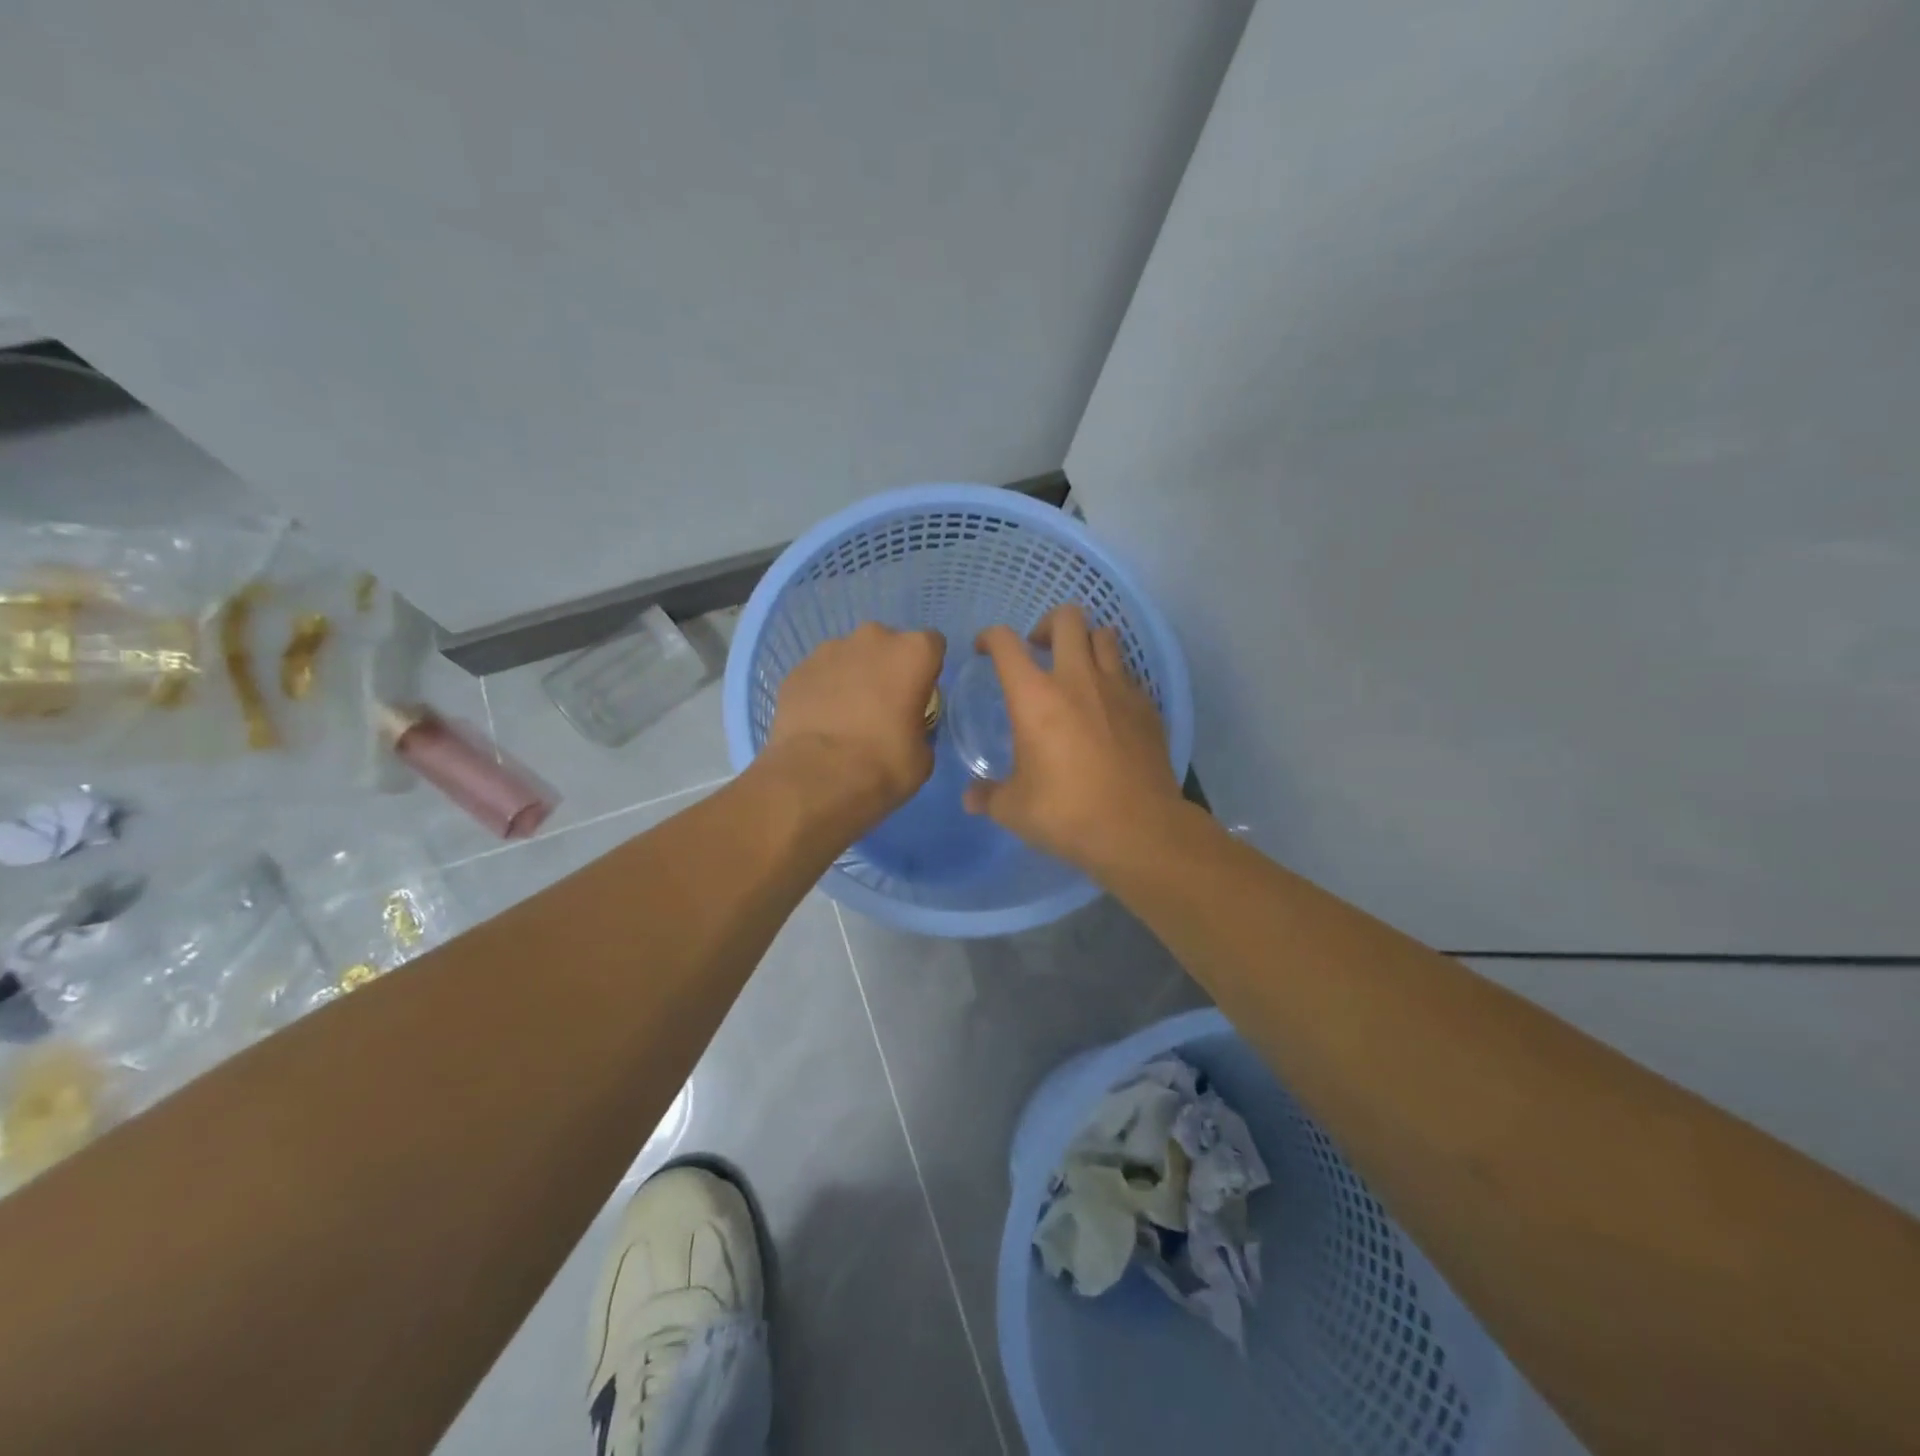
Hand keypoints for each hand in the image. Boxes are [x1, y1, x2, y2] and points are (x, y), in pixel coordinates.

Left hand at [764, 622, 945, 827]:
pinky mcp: (798, 669)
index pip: (932, 645)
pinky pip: (819, 675)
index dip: (927, 671)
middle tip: (882, 707)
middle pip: (888, 645)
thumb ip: (920, 727)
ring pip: (850, 656)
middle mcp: (873, 638)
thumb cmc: (883, 765)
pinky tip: (820, 722)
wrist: (816, 779)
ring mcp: (830, 650)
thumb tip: (906, 726)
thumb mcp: (923, 754)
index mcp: (913, 652)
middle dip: (887, 668)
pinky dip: (823, 691)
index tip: (919, 698)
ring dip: (853, 677)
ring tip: (846, 716)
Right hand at [962, 605, 1184, 870]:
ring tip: (1076, 670)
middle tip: (1038, 651)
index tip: (984, 651)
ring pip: (1105, 635)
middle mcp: (1077, 679)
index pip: (1005, 643)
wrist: (1138, 830)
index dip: (990, 638)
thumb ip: (988, 796)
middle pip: (1067, 618)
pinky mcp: (1147, 706)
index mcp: (1035, 697)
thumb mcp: (1013, 810)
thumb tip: (971, 797)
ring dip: (1086, 643)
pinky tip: (1107, 707)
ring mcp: (1118, 689)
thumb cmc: (1066, 814)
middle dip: (1047, 625)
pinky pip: (1128, 674)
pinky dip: (1113, 678)